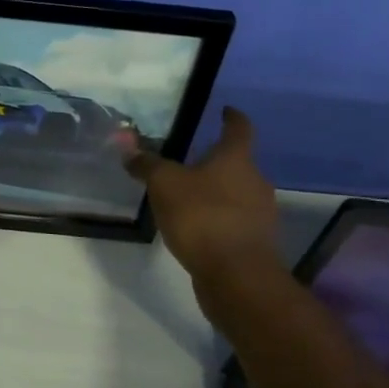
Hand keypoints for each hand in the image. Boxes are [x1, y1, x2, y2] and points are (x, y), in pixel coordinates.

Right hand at [126, 108, 282, 320]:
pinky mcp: (256, 243)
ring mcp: (260, 214)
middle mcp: (255, 181)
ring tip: (188, 196)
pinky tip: (197, 228)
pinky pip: (235, 221)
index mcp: (237, 159)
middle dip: (216, 161)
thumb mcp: (164, 184)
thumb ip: (147, 164)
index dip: (232, 117)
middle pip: (238, 163)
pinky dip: (218, 219)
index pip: (239, 128)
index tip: (225, 110)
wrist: (238, 277)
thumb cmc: (203, 217)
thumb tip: (128, 147)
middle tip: (190, 160)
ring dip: (217, 192)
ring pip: (238, 193)